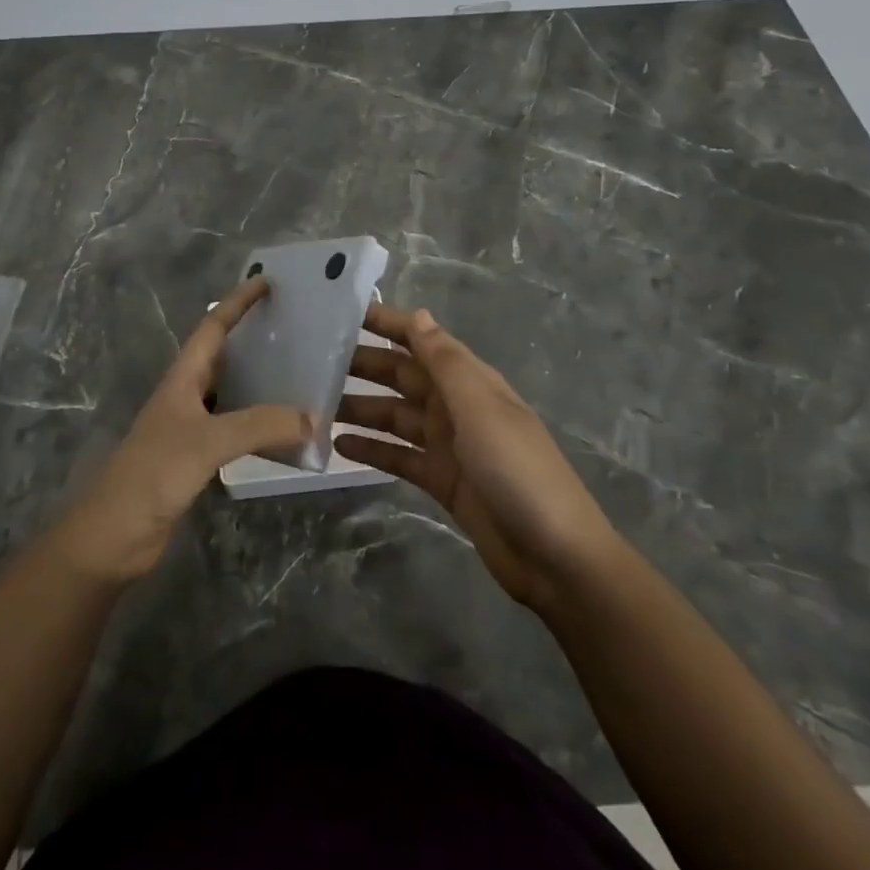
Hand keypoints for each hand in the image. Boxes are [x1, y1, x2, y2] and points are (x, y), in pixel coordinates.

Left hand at [53, 276, 310, 583]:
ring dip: (260, 383)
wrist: (112, 536)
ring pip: (231, 394)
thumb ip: (259, 425)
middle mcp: (186, 396)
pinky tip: (283, 433)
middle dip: (253, 338)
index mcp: (182, 378)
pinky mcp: (195, 460)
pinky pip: (234, 430)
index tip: (268, 282)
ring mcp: (189, 429)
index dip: (238, 302)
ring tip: (299, 375)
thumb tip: (313, 418)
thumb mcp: (207, 442)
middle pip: (222, 356)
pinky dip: (258, 426)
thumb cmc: (153, 474)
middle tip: (295, 328)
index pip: (213, 326)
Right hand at [335, 304, 616, 611]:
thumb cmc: (517, 469)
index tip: (345, 313)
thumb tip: (418, 315)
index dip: (389, 324)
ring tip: (317, 403)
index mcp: (470, 381)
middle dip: (365, 365)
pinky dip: (371, 449)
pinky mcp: (440, 481)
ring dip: (361, 408)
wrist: (554, 556)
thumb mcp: (480, 407)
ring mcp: (448, 445)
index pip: (422, 340)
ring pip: (395, 416)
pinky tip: (339, 445)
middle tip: (315, 360)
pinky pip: (398, 456)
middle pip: (403, 377)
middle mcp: (456, 406)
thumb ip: (445, 362)